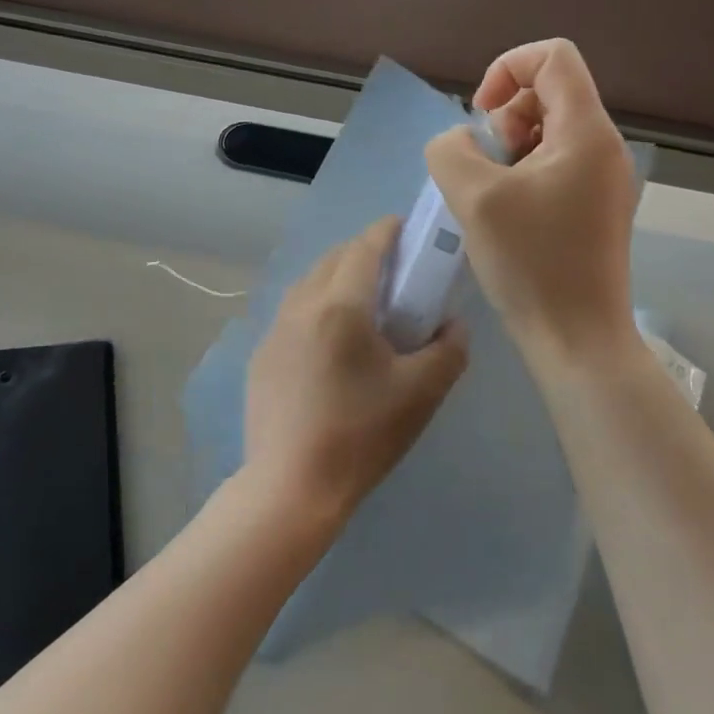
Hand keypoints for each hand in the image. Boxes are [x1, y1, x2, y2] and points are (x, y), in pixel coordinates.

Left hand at [244, 217, 467, 527]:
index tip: (407, 228)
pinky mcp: (261, 355)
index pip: (365, 247)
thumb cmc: (361, 435)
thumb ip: (448, 349)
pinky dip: (317, 305)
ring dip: (337, 276)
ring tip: (363, 302)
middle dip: (364, 251)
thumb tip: (452, 325)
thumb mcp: (421, 393)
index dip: (388, 231)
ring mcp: (274, 329)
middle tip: (394, 270)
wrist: (291, 486)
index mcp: (340, 305)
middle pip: (334, 258)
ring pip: (309, 283)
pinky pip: (293, 311)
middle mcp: (301, 305)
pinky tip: (330, 340)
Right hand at [424, 39, 639, 362]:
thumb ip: (451, 150)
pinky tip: (503, 213)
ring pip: (547, 131)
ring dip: (508, 149)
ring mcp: (602, 179)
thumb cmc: (531, 263)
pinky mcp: (593, 206)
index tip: (480, 116)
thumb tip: (460, 142)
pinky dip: (521, 174)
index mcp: (586, 133)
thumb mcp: (474, 197)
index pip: (553, 56)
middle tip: (485, 167)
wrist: (576, 338)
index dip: (507, 68)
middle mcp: (603, 147)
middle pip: (548, 93)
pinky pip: (553, 164)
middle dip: (503, 118)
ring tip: (490, 194)